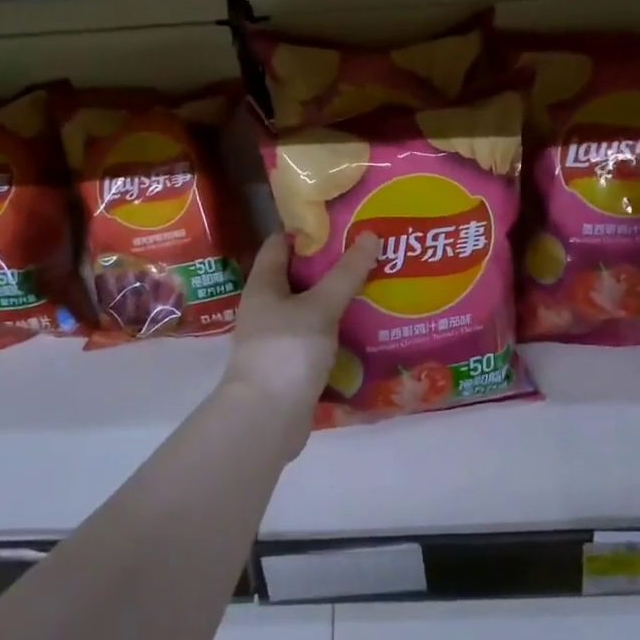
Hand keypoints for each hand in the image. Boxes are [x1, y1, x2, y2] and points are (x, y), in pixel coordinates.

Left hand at [221, 232, 379, 414]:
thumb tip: (370, 235)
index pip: (281, 243)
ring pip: (311, 309)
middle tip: (369, 250)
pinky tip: (366, 327)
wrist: (266, 419)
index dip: (308, 229)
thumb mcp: (320, 307)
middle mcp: (266, 307)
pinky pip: (318, 337)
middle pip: (299, 276)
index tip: (342, 219)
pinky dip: (338, 330)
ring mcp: (278, 338)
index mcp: (263, 285)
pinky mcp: (292, 364)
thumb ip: (345, 274)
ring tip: (376, 284)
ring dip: (338, 299)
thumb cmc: (286, 351)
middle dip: (332, 264)